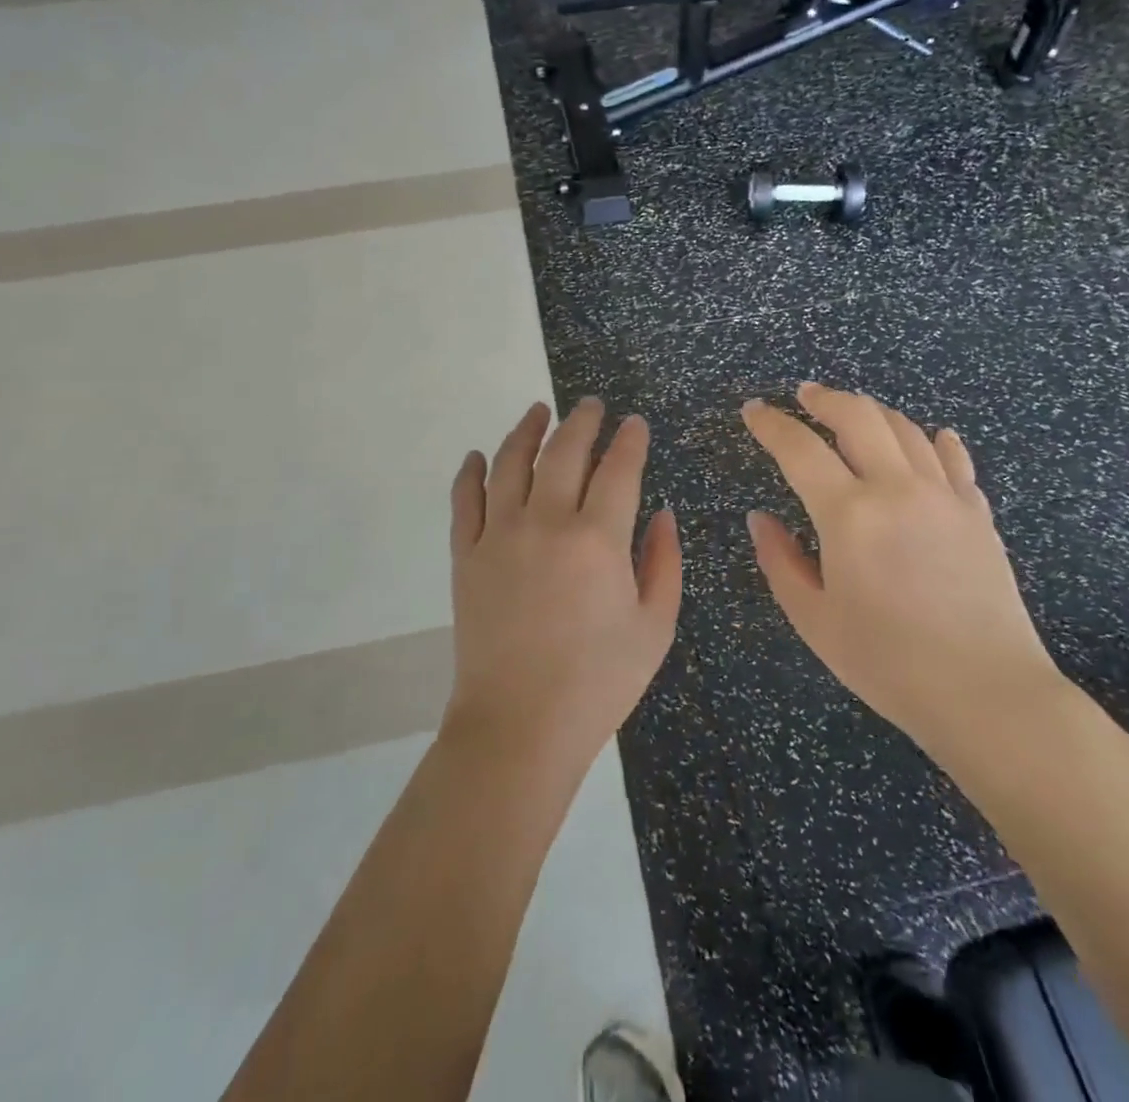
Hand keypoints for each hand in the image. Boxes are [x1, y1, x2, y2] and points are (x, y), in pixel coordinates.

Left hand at [445, 398, 681, 766]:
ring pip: (510, 462)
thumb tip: (663, 515)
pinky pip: (464, 500)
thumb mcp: (655, 627)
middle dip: (582, 420)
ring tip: (539, 410)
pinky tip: (477, 456)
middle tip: (591, 404)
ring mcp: (499, 534)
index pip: (618, 468)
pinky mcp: (466, 555)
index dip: (630, 440)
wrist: (519, 725)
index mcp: (597, 538)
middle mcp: (546, 521)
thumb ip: (664, 563)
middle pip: (564, 451)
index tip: (635, 423)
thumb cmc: (598, 681)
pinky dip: (469, 472)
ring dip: (526, 430)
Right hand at [742, 383, 1063, 755]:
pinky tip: (933, 437)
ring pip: (906, 429)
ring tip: (855, 412)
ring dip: (874, 412)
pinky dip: (936, 441)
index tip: (753, 410)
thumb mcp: (815, 620)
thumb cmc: (888, 663)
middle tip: (805, 394)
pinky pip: (955, 461)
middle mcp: (897, 489)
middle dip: (825, 399)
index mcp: (849, 514)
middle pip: (859, 417)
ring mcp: (944, 496)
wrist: (987, 694)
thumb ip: (780, 561)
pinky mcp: (978, 513)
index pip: (799, 449)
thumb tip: (760, 518)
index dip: (771, 424)